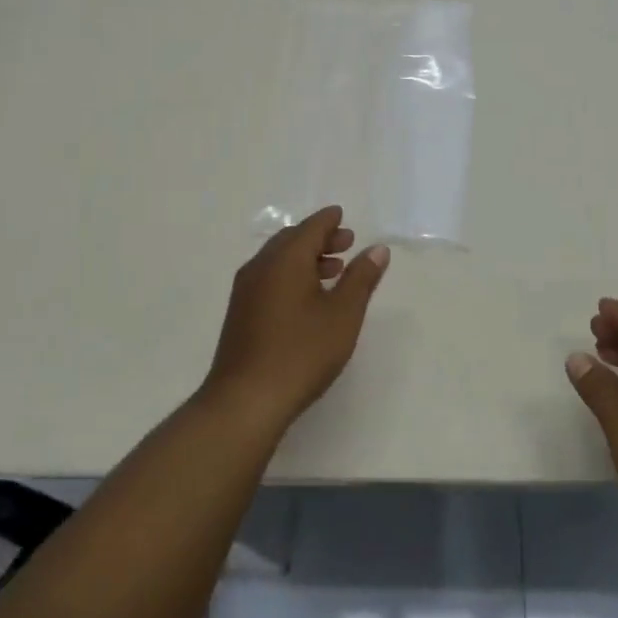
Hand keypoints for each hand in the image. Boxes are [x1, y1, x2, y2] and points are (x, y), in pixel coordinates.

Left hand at [204, 206, 389, 437]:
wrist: (245, 400)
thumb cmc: (302, 352)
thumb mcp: (343, 314)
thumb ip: (361, 278)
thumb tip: (377, 249)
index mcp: (286, 259)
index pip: (310, 227)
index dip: (329, 221)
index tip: (342, 217)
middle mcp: (261, 267)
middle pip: (292, 240)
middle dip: (319, 239)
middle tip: (346, 244)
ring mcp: (246, 291)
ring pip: (278, 260)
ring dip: (305, 258)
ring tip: (333, 271)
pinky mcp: (240, 314)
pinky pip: (269, 278)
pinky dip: (290, 275)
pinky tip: (307, 298)